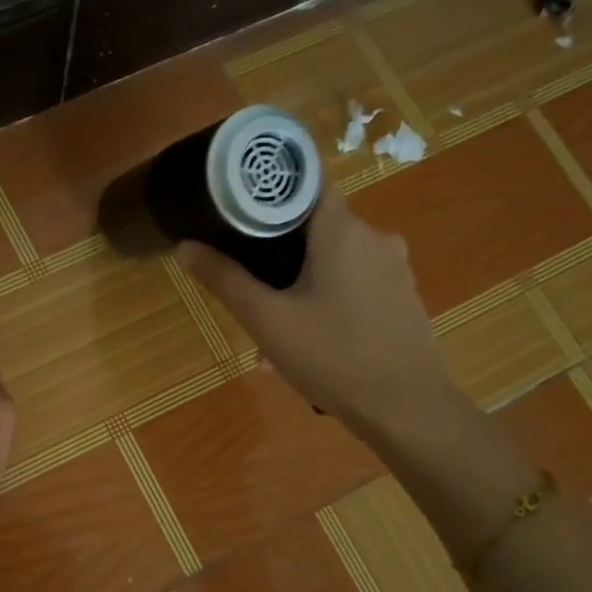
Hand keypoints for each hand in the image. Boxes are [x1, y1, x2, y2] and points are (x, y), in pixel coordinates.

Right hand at [176, 180, 453, 436]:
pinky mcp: (401, 295)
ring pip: (332, 260)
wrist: (406, 408)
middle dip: (276, 252)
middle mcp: (374, 237)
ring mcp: (393, 267)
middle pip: (314, 226)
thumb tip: (185, 246)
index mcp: (342, 229)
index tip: (236, 208)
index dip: (268, 190)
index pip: (304, 182)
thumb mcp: (266, 319)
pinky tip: (307, 340)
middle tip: (248, 286)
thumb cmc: (332, 356)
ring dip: (299, 283)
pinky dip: (326, 299)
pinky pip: (353, 283)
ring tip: (271, 328)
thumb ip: (224, 279)